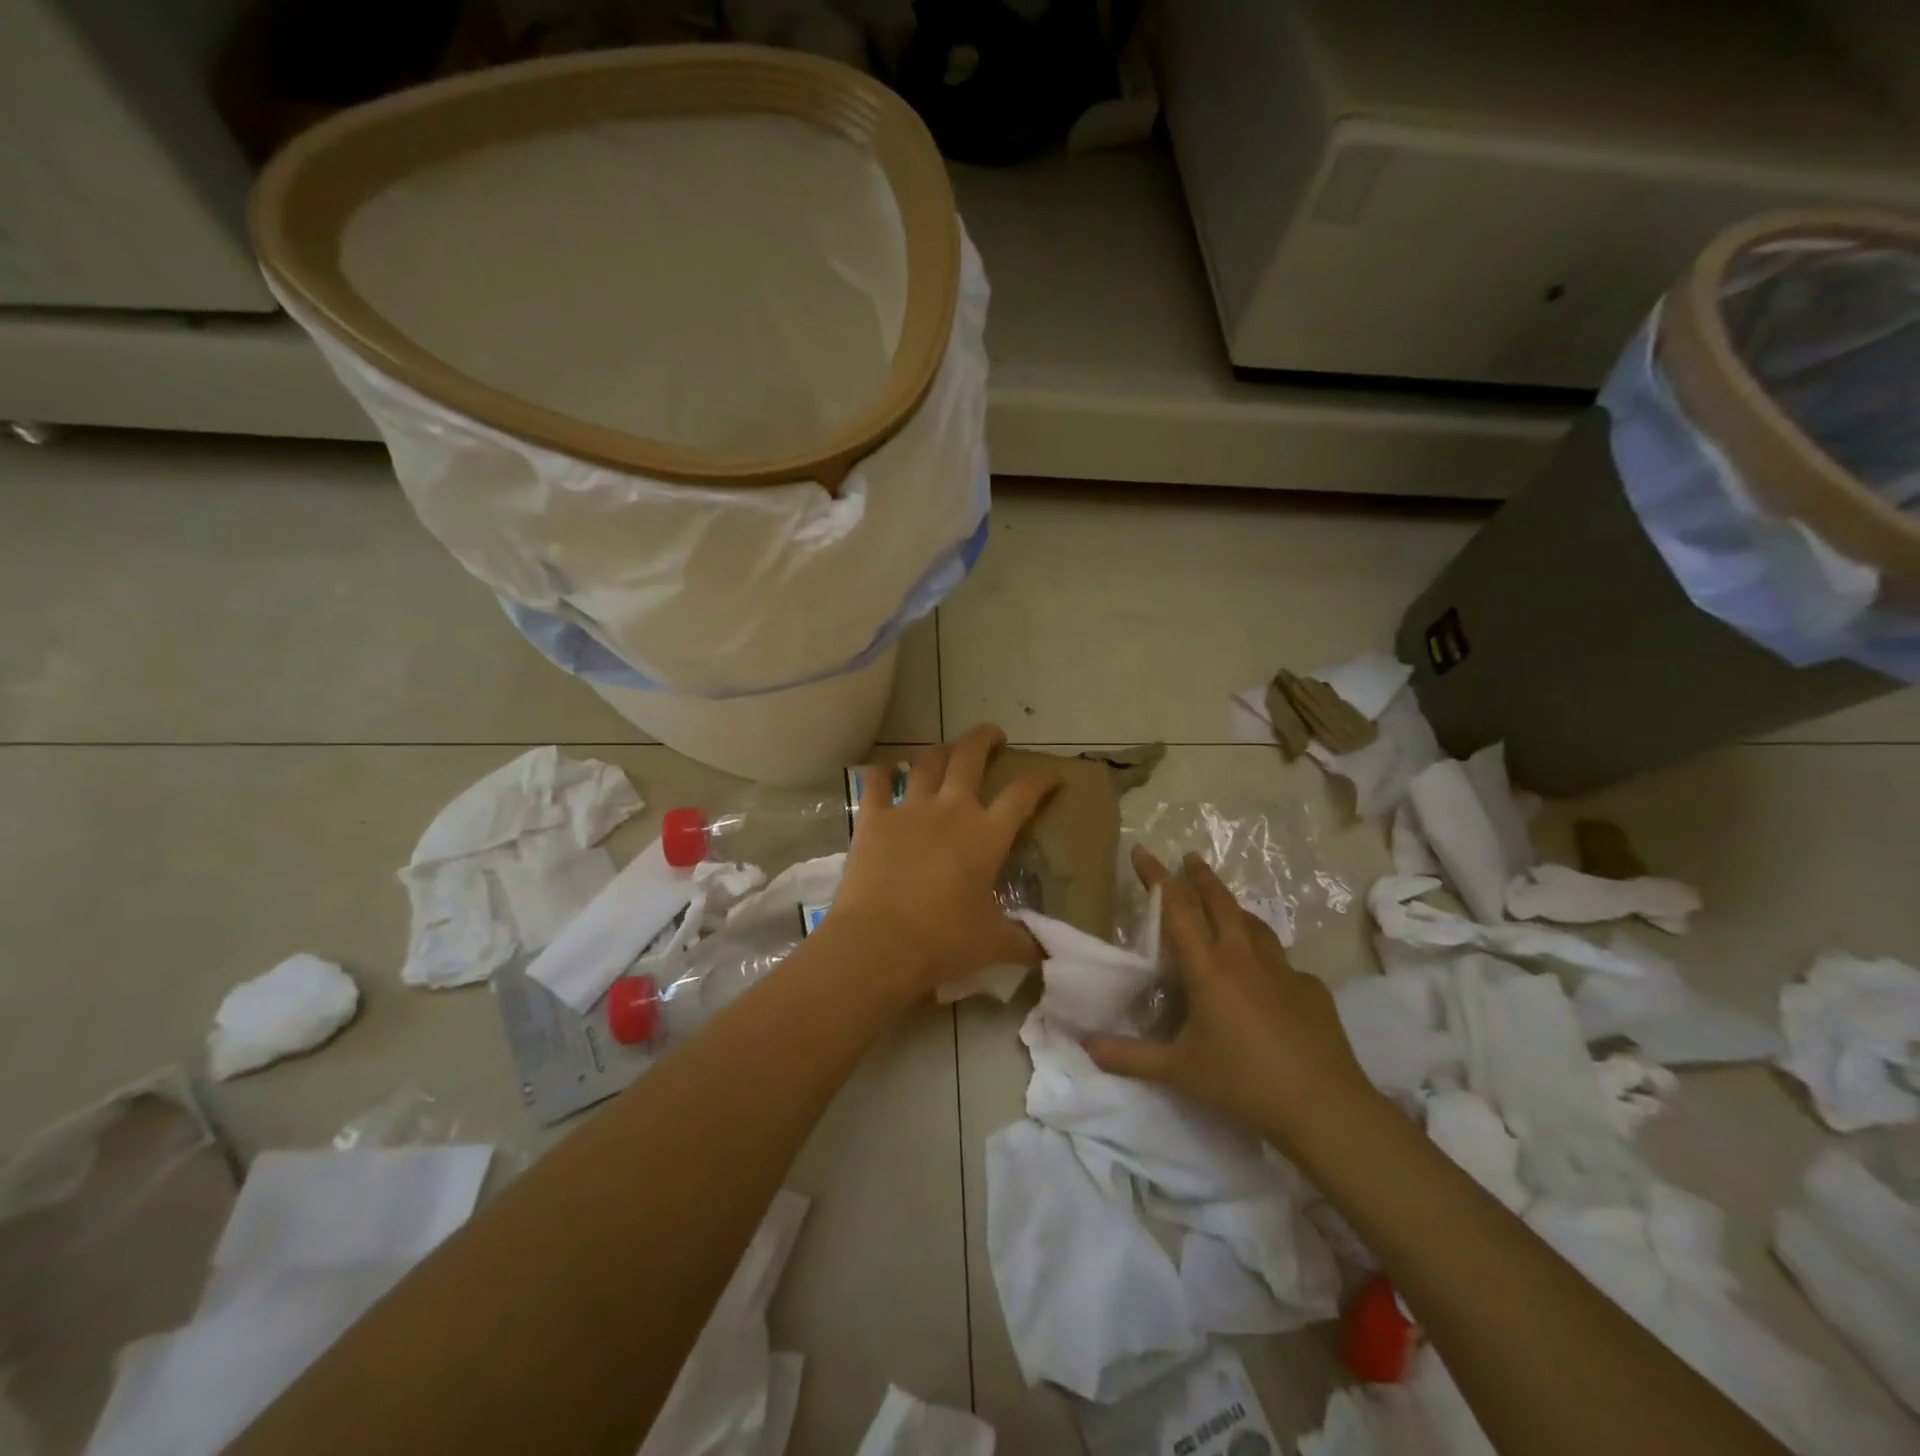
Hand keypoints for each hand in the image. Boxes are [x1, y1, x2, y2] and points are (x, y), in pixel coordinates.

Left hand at [829, 725, 1057, 995]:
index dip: (1041, 780)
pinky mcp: (874, 819)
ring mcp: (910, 809)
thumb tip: (1045, 953)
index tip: (1051, 776)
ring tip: (945, 751)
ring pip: (927, 762)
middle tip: (994, 735)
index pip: (1023, 795)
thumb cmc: (944, 940)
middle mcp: (951, 810)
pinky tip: (883, 770)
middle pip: (970, 757)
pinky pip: (876, 783)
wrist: (881, 942)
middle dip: (985, 738)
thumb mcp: (992, 944)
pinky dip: (880, 773)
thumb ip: (1022, 942)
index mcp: (987, 835)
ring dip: (939, 751)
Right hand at [1084, 847, 1381, 1155]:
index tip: (1142, 850)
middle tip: (1190, 857)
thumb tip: (1086, 1046)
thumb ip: (1130, 1057)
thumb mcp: (1179, 1072)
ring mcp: (1283, 970)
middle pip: (1220, 901)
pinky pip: (1282, 961)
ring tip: (1225, 905)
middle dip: (1201, 876)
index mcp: (1208, 969)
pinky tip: (1265, 977)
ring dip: (1234, 907)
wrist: (1325, 1108)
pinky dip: (1265, 956)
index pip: (1176, 909)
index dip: (1156, 877)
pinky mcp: (1311, 989)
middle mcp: (1244, 958)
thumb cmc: (1244, 1083)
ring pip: (1254, 924)